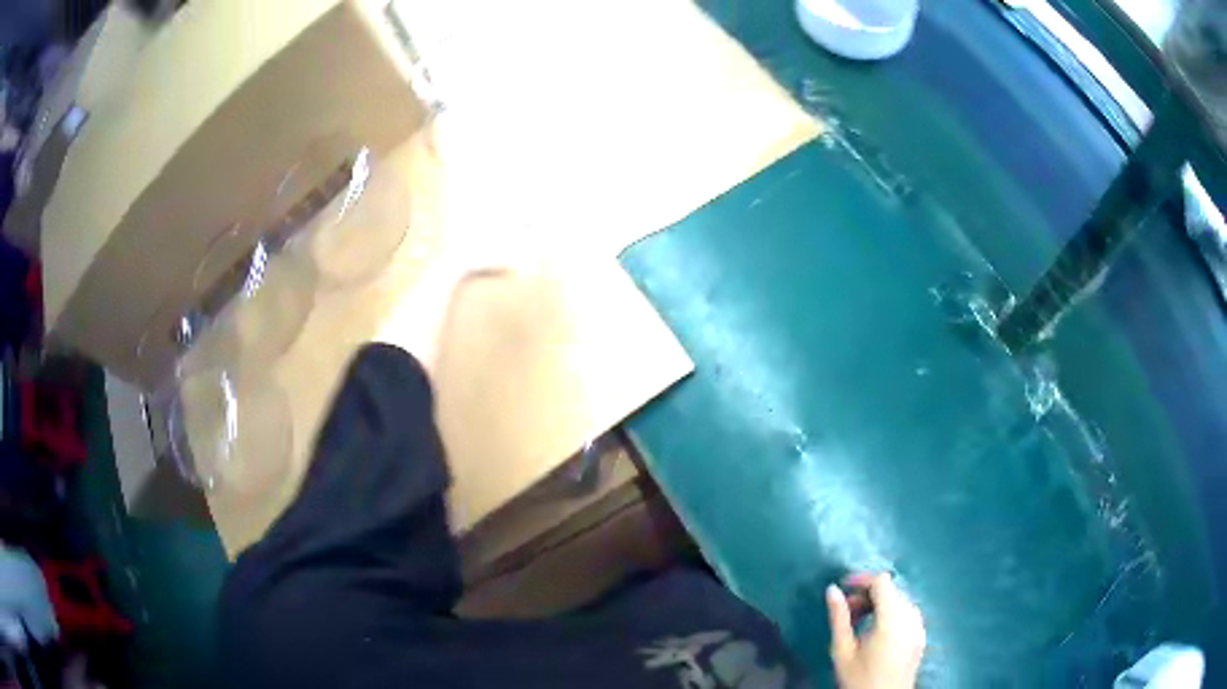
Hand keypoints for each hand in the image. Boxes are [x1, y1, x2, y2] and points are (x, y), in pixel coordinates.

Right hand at [826, 573, 925, 688]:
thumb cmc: (859, 679)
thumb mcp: (842, 651)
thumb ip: (839, 618)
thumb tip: (832, 590)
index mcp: (892, 619)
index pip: (882, 582)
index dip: (862, 579)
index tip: (843, 588)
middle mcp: (911, 617)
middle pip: (892, 590)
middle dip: (868, 594)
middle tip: (846, 610)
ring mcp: (919, 626)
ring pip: (900, 600)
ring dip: (880, 603)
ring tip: (859, 621)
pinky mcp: (921, 636)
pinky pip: (908, 613)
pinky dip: (892, 613)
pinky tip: (877, 630)